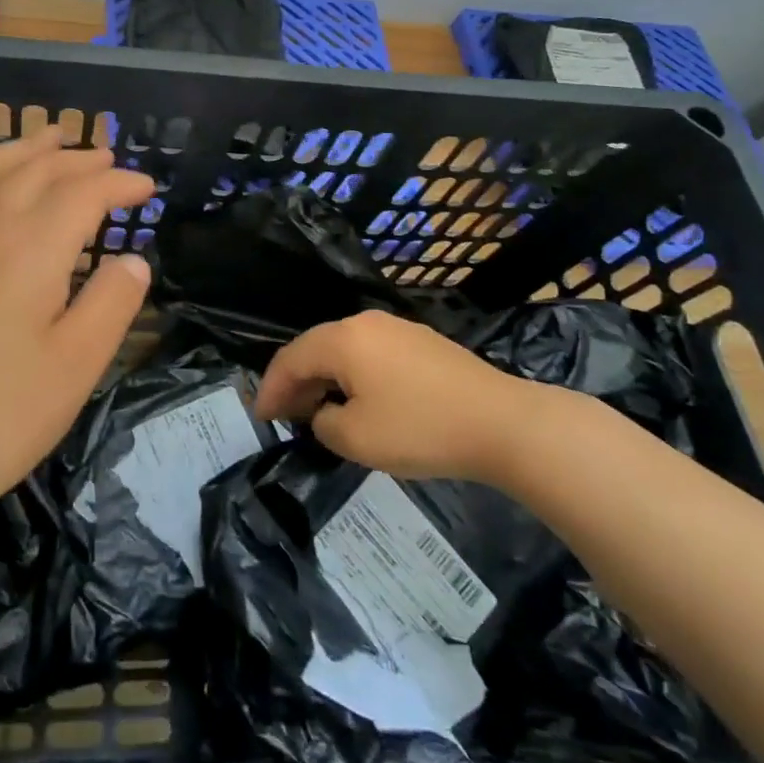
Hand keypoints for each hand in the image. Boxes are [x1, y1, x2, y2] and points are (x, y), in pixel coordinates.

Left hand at [0, 126, 155, 517]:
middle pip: (35, 171)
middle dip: (76, 159)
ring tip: (47, 139)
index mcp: (31, 249)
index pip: (83, 193)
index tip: (147, 188)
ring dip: (22, 150)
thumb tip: (133, 261)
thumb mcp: (77, 365)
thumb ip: (112, 303)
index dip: (119, 183)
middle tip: (107, 158)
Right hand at [254, 310, 544, 482]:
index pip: (291, 358)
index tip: (261, 417)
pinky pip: (371, 354)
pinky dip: (353, 375)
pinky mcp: (422, 342)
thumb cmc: (421, 429)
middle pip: (316, 348)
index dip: (271, 388)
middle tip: (285, 416)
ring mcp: (397, 329)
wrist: (503, 423)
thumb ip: (324, 424)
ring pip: (344, 350)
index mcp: (343, 339)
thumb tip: (326, 413)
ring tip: (319, 411)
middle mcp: (365, 323)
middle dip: (296, 382)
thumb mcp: (357, 439)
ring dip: (325, 378)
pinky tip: (359, 401)